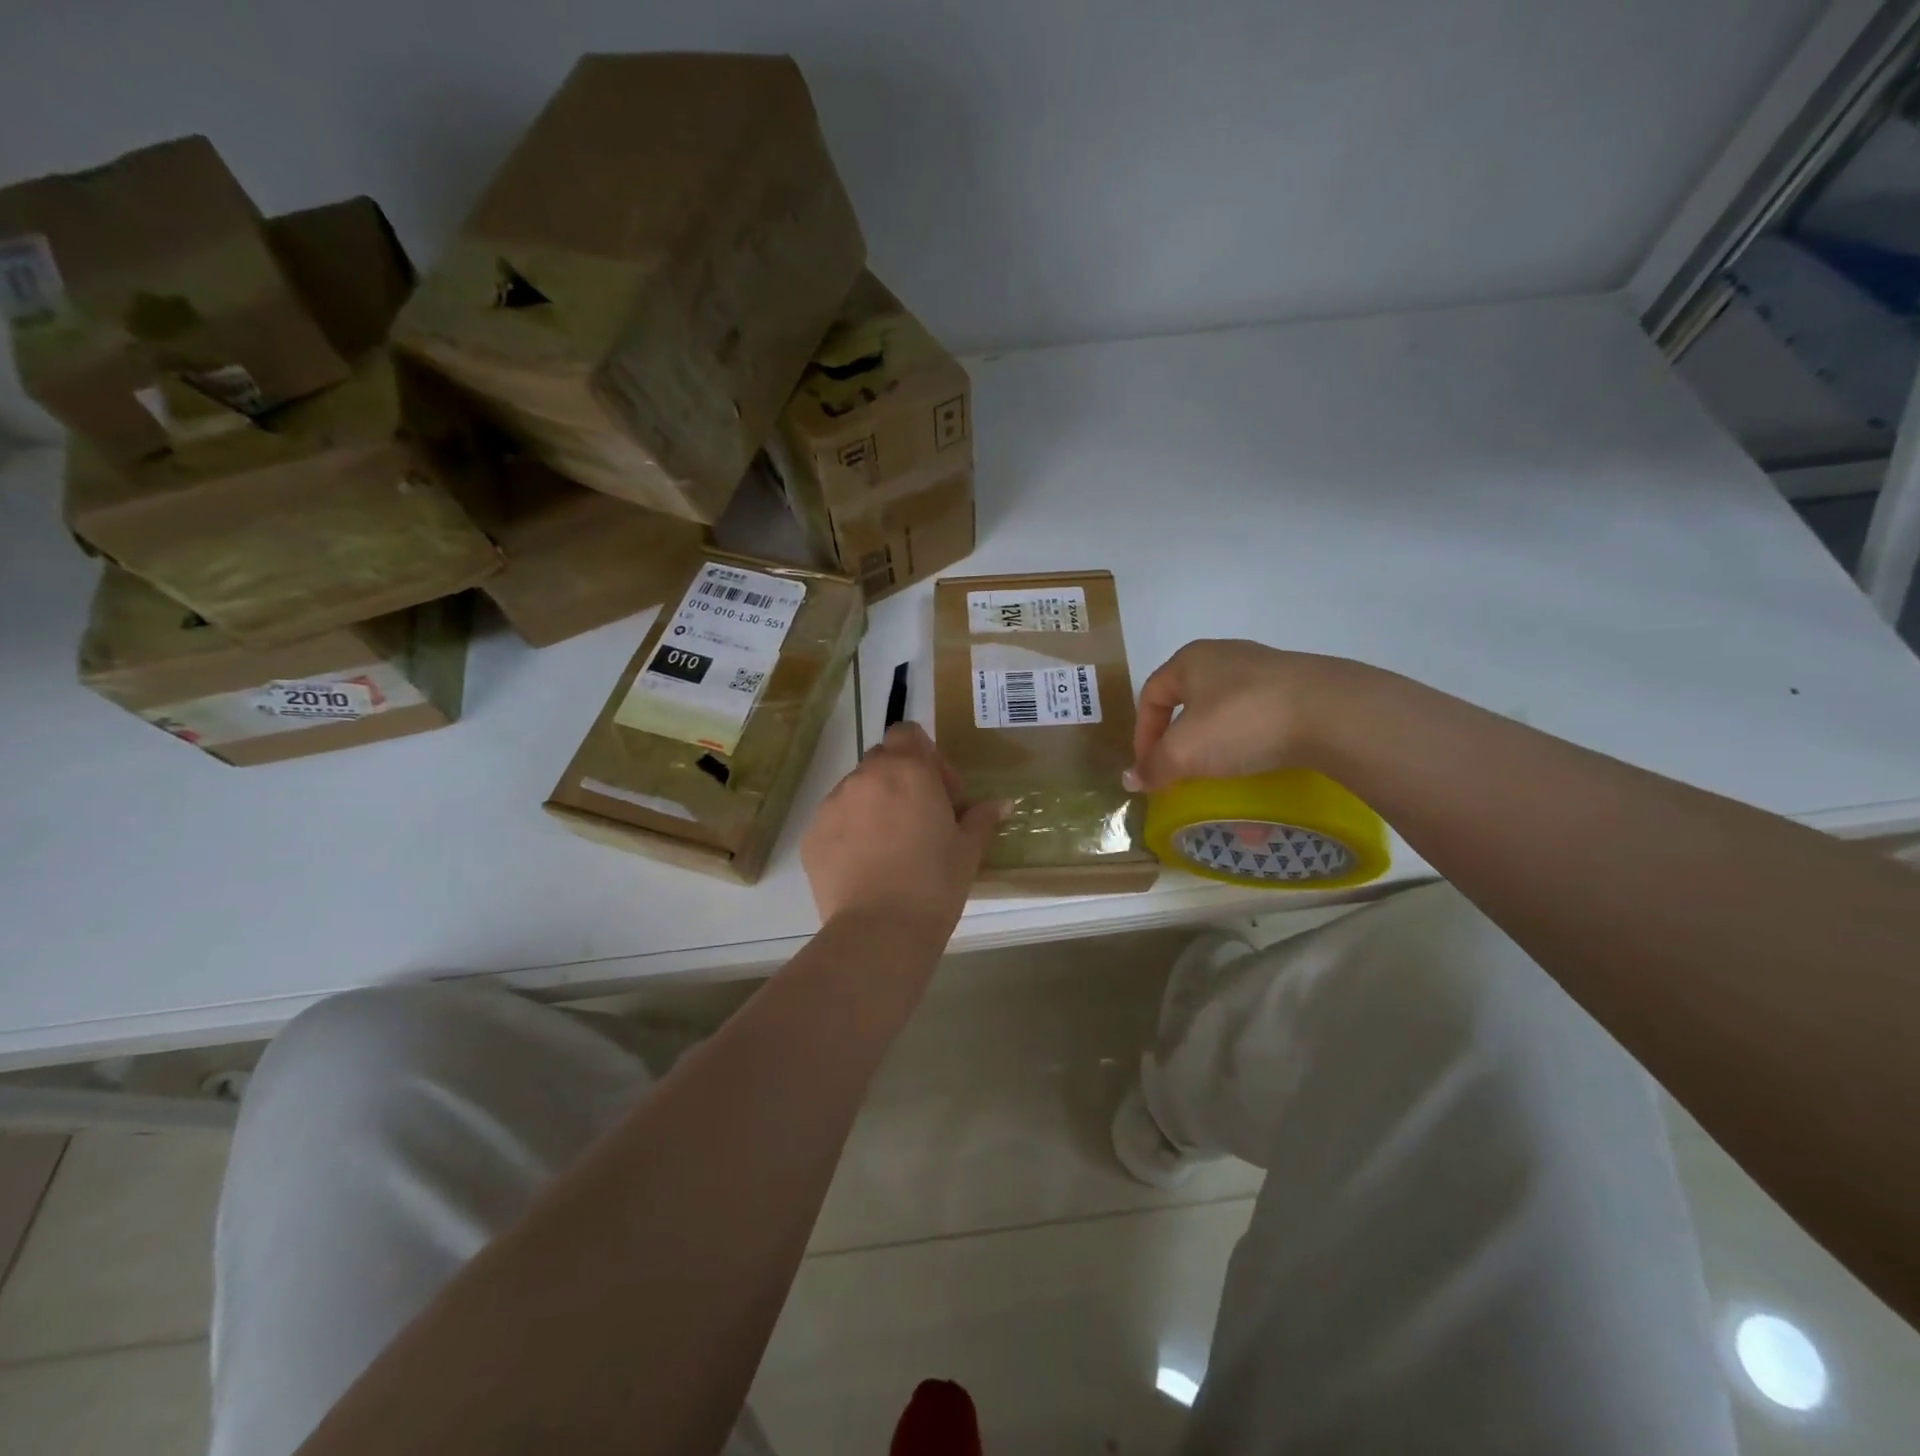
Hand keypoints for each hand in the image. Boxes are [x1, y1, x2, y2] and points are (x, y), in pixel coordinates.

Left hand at [803, 723, 1005, 931]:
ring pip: (856, 790)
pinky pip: (835, 820)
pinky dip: (850, 833)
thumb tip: (1002, 803)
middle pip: (882, 760)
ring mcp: (833, 804)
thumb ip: (982, 818)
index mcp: (908, 770)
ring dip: (874, 806)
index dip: (925, 756)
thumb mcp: (968, 850)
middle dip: (900, 780)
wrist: (879, 931)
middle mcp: (865, 777)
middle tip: (920, 820)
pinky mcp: (812, 835)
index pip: (908, 732)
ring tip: (890, 849)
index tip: (940, 792)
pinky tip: (866, 867)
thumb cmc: (934, 883)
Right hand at [1125, 640, 1371, 790]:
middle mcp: (1226, 656)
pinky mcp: (1301, 689)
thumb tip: (1130, 779)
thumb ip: (1154, 766)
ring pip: (1228, 714)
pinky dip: (1254, 747)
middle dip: (1182, 742)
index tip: (1149, 769)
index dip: (1142, 734)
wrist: (1333, 712)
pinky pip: (1263, 721)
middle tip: (1182, 772)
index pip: (1151, 695)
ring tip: (1222, 775)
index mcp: (1191, 660)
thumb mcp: (1185, 751)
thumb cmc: (1241, 721)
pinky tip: (1261, 767)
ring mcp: (1268, 671)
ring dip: (1218, 748)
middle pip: (1190, 703)